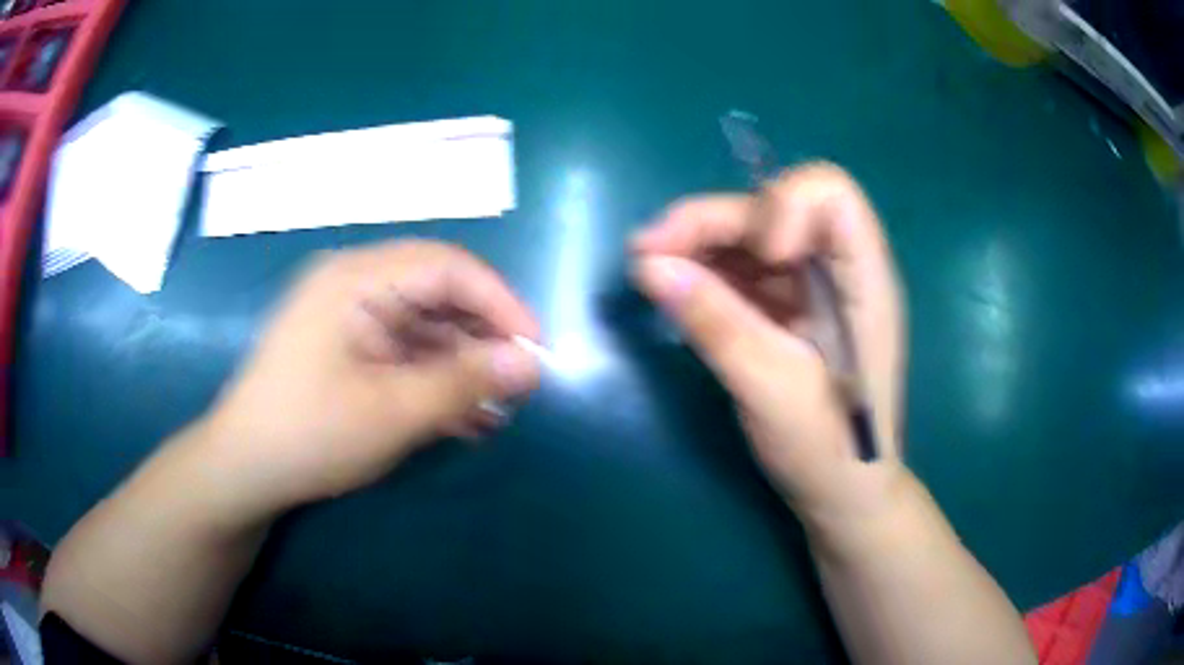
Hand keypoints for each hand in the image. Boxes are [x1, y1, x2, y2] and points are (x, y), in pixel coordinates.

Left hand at [199, 240, 541, 517]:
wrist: (245, 470)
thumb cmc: (310, 434)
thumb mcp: (392, 412)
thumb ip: (464, 383)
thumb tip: (531, 364)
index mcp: (356, 278)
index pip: (446, 266)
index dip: (498, 302)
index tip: (535, 347)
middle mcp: (354, 285)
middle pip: (437, 294)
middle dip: (482, 338)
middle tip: (519, 383)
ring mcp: (350, 318)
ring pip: (425, 329)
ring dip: (462, 367)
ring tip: (497, 411)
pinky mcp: (349, 349)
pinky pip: (404, 354)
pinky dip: (435, 382)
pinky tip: (464, 419)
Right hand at [632, 163, 906, 527]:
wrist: (842, 494)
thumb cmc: (828, 450)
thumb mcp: (771, 388)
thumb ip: (714, 322)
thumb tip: (648, 265)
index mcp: (863, 279)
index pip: (831, 195)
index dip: (785, 205)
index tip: (760, 255)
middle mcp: (838, 269)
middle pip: (774, 209)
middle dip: (711, 221)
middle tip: (647, 249)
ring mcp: (810, 286)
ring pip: (750, 235)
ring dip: (697, 242)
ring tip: (646, 265)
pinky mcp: (786, 307)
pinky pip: (741, 270)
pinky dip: (703, 271)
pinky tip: (670, 285)